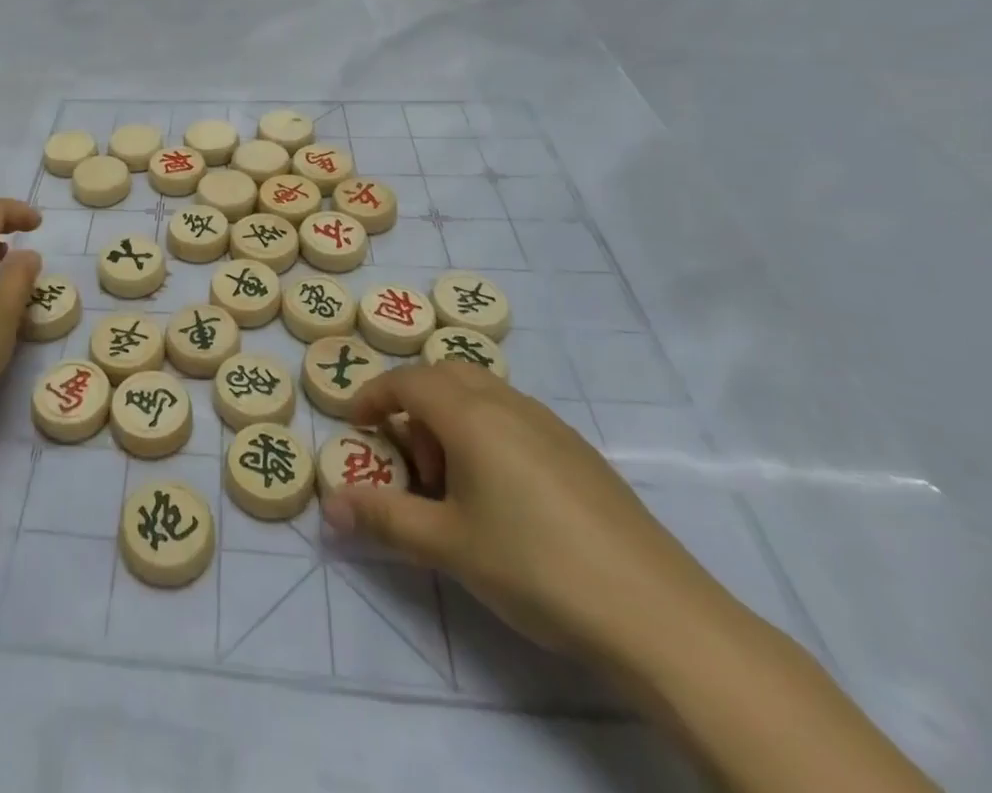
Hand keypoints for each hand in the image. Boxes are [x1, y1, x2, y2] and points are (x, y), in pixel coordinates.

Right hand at [322, 363, 732, 673]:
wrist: (661, 617)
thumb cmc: (537, 568)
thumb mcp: (448, 546)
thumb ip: (384, 519)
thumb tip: (329, 507)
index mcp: (472, 416)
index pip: (408, 381)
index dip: (374, 395)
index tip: (354, 422)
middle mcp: (510, 405)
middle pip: (448, 374)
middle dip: (415, 401)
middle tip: (408, 456)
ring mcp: (551, 426)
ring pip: (484, 394)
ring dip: (453, 418)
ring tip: (454, 485)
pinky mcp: (581, 454)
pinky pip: (516, 418)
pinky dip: (488, 433)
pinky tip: (503, 495)